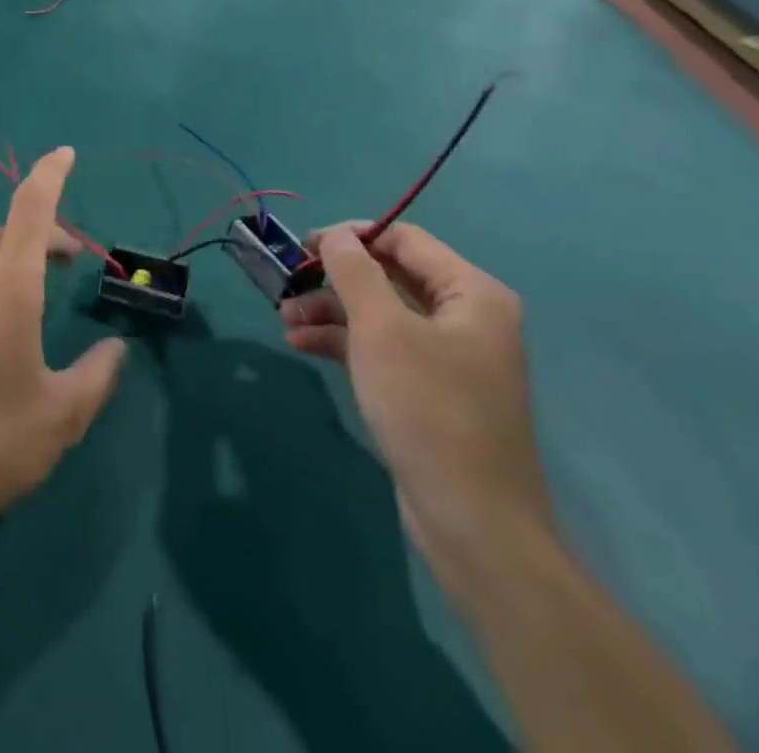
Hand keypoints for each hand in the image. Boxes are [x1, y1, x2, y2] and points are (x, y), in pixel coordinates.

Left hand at [0, 148, 126, 568]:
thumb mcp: (61, 419)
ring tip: (16, 279)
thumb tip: (116, 349)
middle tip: (64, 262)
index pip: (31, 208)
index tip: (65, 153)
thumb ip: (98, 375)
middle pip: (3, 227)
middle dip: (39, 232)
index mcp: (8, 288)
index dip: (51, 174)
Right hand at [280, 223, 555, 587]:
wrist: (473, 523)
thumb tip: (335, 235)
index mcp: (471, 293)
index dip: (352, 236)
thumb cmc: (429, 408)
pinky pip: (380, 347)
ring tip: (285, 318)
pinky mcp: (427, 389)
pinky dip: (342, 341)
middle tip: (289, 282)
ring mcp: (446, 355)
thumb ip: (354, 271)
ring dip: (330, 310)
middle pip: (389, 274)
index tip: (304, 246)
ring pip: (379, 312)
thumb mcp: (382, 329)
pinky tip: (301, 344)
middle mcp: (464, 317)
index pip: (404, 239)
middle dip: (335, 278)